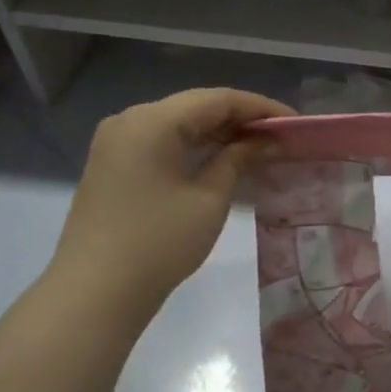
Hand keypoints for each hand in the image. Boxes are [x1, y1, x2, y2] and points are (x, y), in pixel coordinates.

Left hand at [48, 88, 293, 319]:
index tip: (295, 123)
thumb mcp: (209, 199)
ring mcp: (116, 141)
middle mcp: (130, 119)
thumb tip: (266, 140)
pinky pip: (160, 140)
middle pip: (195, 106)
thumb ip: (238, 159)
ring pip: (177, 122)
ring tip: (257, 146)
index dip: (260, 108)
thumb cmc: (159, 243)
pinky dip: (192, 145)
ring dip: (217, 131)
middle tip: (280, 135)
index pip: (218, 99)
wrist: (95, 292)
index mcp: (153, 120)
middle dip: (240, 118)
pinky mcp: (112, 163)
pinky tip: (219, 157)